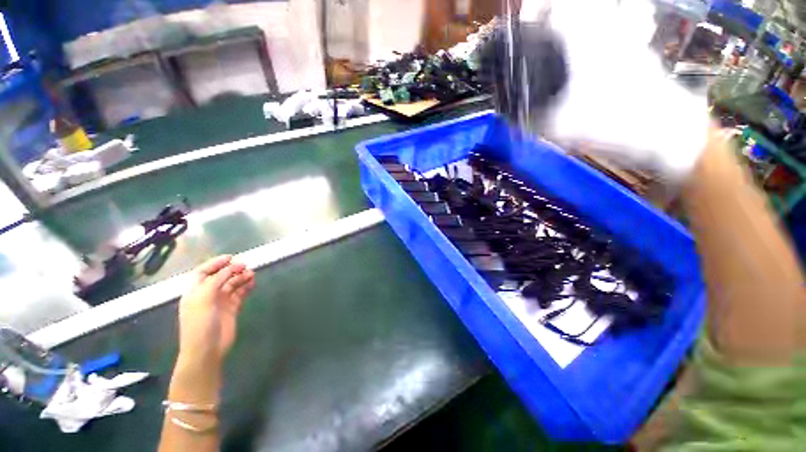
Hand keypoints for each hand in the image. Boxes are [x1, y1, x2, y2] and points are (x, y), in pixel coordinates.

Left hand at [177, 255, 254, 367]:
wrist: (207, 349)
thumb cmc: (200, 323)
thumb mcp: (204, 298)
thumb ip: (217, 280)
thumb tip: (232, 267)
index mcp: (195, 291)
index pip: (203, 272)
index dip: (215, 263)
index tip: (231, 257)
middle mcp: (207, 294)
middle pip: (220, 277)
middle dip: (232, 270)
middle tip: (246, 266)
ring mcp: (220, 302)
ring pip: (232, 284)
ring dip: (241, 278)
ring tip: (252, 274)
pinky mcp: (232, 309)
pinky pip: (240, 293)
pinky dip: (246, 287)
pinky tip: (252, 284)